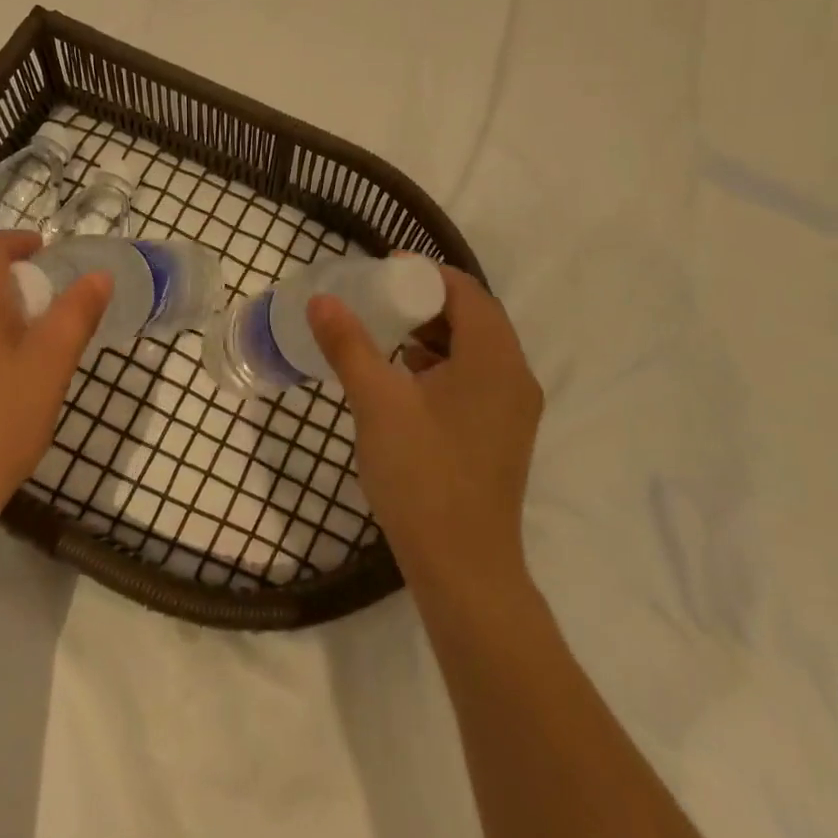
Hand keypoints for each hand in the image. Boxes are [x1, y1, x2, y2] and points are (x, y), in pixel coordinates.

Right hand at [308, 265, 542, 597]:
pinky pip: (476, 379)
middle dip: (428, 302)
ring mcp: (513, 410)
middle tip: (380, 299)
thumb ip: (349, 344)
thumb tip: (322, 299)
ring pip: (476, 350)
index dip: (427, 274)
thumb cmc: (422, 475)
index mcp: (494, 360)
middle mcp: (515, 377)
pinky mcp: (503, 435)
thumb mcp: (377, 402)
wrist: (463, 569)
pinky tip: (406, 380)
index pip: (467, 292)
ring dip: (435, 334)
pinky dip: (444, 365)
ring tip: (388, 335)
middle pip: (475, 318)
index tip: (385, 269)